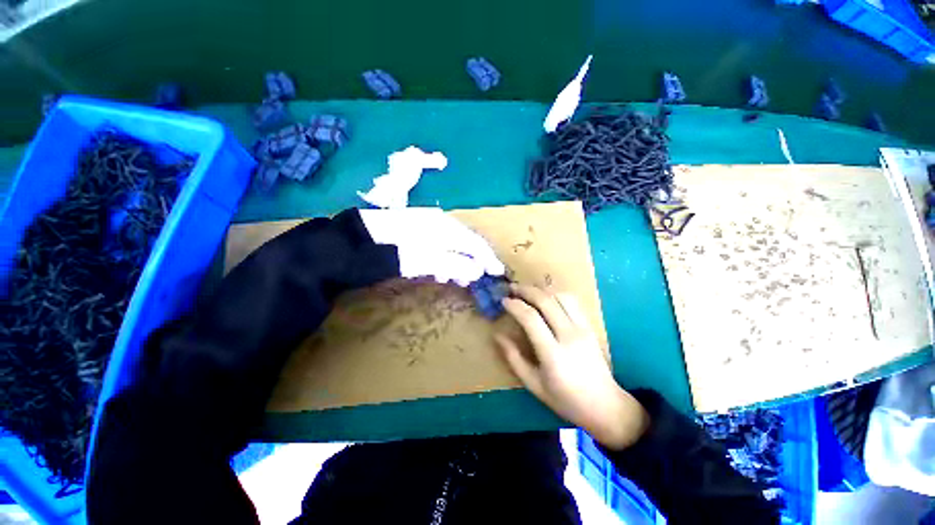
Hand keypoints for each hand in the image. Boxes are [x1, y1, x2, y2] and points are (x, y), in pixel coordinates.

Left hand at [359, 208, 504, 286]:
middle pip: (467, 242)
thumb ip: (454, 265)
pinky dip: (445, 257)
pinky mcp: (419, 229)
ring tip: (456, 278)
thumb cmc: (396, 250)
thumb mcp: (427, 261)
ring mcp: (429, 224)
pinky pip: (441, 243)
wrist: (359, 240)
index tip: (497, 272)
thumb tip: (477, 271)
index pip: (475, 243)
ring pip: (454, 243)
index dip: (488, 259)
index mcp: (447, 228)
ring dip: (459, 261)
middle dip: (474, 261)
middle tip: (476, 278)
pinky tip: (439, 268)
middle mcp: (442, 222)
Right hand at [496, 285, 649, 449]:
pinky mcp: (590, 327)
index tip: (504, 301)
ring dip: (541, 290)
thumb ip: (513, 358)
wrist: (605, 406)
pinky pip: (572, 302)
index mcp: (553, 354)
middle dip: (525, 290)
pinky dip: (556, 294)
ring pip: (560, 296)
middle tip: (512, 288)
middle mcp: (569, 336)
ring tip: (527, 291)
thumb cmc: (565, 399)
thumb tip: (497, 336)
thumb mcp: (533, 384)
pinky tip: (547, 297)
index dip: (515, 305)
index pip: (531, 318)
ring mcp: (583, 329)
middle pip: (546, 301)